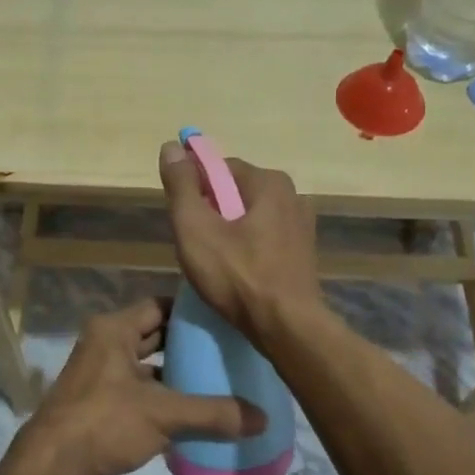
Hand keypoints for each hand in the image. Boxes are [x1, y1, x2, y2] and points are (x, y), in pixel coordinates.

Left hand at [4, 298, 264, 474]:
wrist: (51, 466)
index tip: (222, 319)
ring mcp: (97, 373)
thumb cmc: (105, 422)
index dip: (189, 311)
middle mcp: (103, 343)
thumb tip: (262, 419)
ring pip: (144, 363)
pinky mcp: (96, 401)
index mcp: (113, 329)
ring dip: (173, 371)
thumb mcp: (164, 414)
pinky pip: (136, 387)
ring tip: (214, 378)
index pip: (158, 305)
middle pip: (152, 333)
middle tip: (226, 349)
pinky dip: (159, 394)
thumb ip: (213, 414)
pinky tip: (188, 409)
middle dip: (186, 343)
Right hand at [159, 140, 322, 342]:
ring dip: (229, 232)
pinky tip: (237, 273)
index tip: (181, 217)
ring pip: (250, 217)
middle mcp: (292, 195)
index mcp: (269, 182)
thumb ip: (181, 185)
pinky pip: (265, 238)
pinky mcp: (304, 253)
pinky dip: (247, 248)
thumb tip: (171, 146)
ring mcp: (302, 226)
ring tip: (213, 263)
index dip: (194, 188)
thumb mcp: (195, 228)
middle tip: (194, 244)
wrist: (287, 328)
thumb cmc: (236, 275)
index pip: (219, 168)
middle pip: (235, 192)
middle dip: (211, 212)